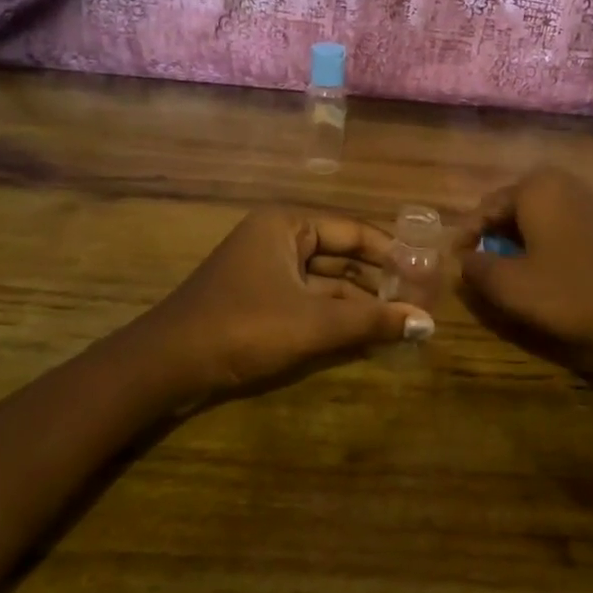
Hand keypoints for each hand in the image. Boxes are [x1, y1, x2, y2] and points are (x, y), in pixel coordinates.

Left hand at [143, 208, 434, 396]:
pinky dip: (333, 317)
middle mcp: (277, 240)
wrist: (165, 366)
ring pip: (324, 282)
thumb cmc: (243, 327)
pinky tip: (364, 335)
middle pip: (340, 255)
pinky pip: (306, 301)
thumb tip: (428, 325)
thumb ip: (371, 321)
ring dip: (358, 302)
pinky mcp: (257, 301)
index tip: (426, 273)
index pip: (353, 231)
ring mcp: (265, 271)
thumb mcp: (313, 324)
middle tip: (418, 300)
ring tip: (400, 321)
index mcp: (287, 226)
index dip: (392, 253)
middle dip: (377, 280)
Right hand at [458, 166, 592, 373]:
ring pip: (535, 218)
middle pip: (511, 209)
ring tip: (502, 271)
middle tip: (475, 266)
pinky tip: (537, 270)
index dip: (466, 237)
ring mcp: (586, 200)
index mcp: (535, 186)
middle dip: (492, 237)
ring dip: (515, 241)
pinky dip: (541, 244)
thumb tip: (461, 260)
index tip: (453, 262)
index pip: (485, 207)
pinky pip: (558, 226)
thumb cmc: (567, 292)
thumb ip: (476, 267)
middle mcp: (561, 182)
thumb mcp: (510, 284)